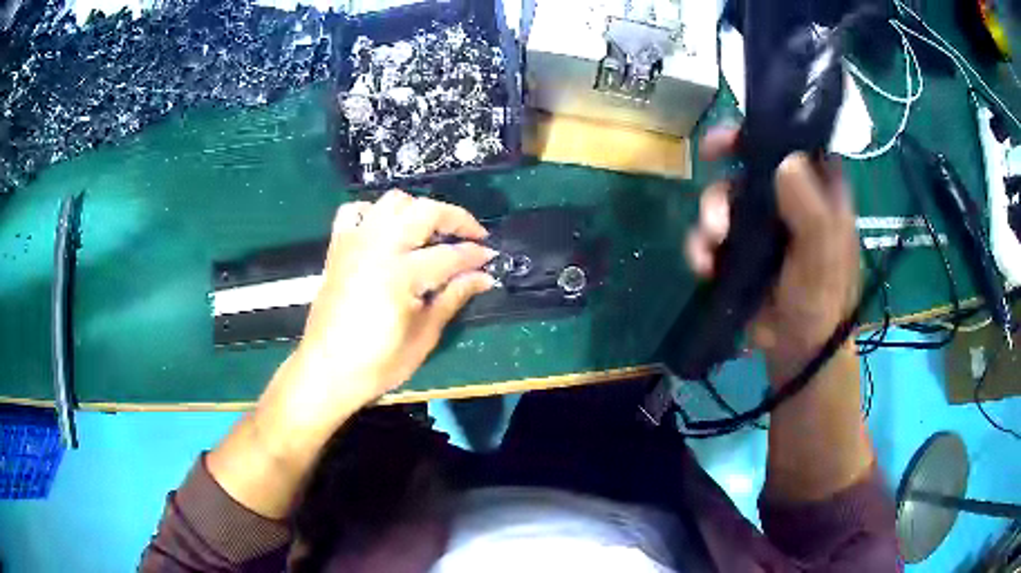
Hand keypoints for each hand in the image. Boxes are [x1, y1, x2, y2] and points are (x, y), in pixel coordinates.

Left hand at [284, 190, 497, 418]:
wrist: (327, 370)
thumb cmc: (377, 363)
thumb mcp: (423, 336)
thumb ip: (452, 298)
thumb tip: (483, 277)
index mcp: (400, 274)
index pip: (450, 255)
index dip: (475, 256)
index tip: (492, 258)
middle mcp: (377, 247)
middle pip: (424, 211)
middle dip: (456, 218)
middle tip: (473, 235)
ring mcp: (355, 243)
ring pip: (392, 201)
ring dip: (418, 209)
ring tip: (431, 231)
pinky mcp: (338, 247)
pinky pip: (355, 211)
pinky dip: (374, 213)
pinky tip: (386, 230)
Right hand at [685, 127, 860, 382]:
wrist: (797, 350)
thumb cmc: (822, 299)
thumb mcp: (822, 254)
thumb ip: (810, 209)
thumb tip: (784, 161)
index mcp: (817, 190)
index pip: (794, 143)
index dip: (767, 129)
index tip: (742, 130)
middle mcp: (788, 199)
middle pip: (751, 164)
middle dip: (728, 160)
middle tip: (707, 155)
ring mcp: (762, 224)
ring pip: (726, 197)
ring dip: (711, 213)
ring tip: (710, 241)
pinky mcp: (739, 249)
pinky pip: (713, 234)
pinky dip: (702, 245)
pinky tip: (702, 264)